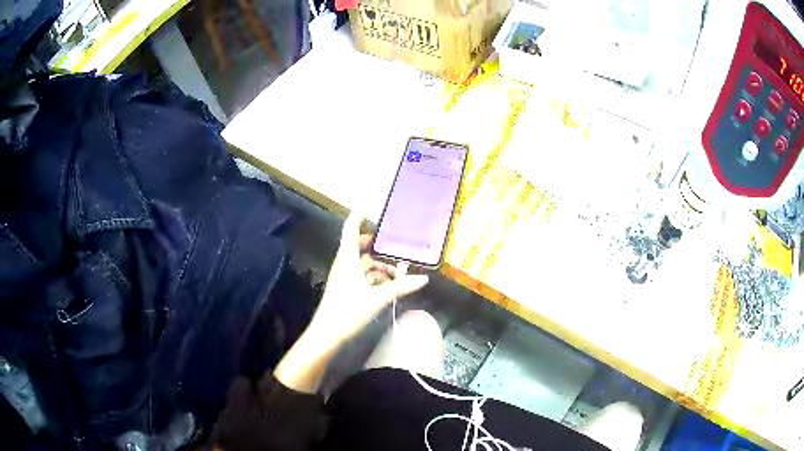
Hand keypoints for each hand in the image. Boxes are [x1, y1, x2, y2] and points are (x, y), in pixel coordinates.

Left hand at [307, 213, 429, 345]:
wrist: (328, 333)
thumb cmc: (349, 310)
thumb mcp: (378, 298)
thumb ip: (400, 287)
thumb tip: (424, 278)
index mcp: (347, 259)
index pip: (350, 230)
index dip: (358, 217)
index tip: (369, 207)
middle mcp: (344, 263)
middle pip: (359, 245)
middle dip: (377, 244)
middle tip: (396, 242)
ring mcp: (344, 276)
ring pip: (363, 262)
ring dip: (379, 264)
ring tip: (399, 270)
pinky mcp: (346, 288)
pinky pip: (362, 275)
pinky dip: (375, 276)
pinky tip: (390, 284)